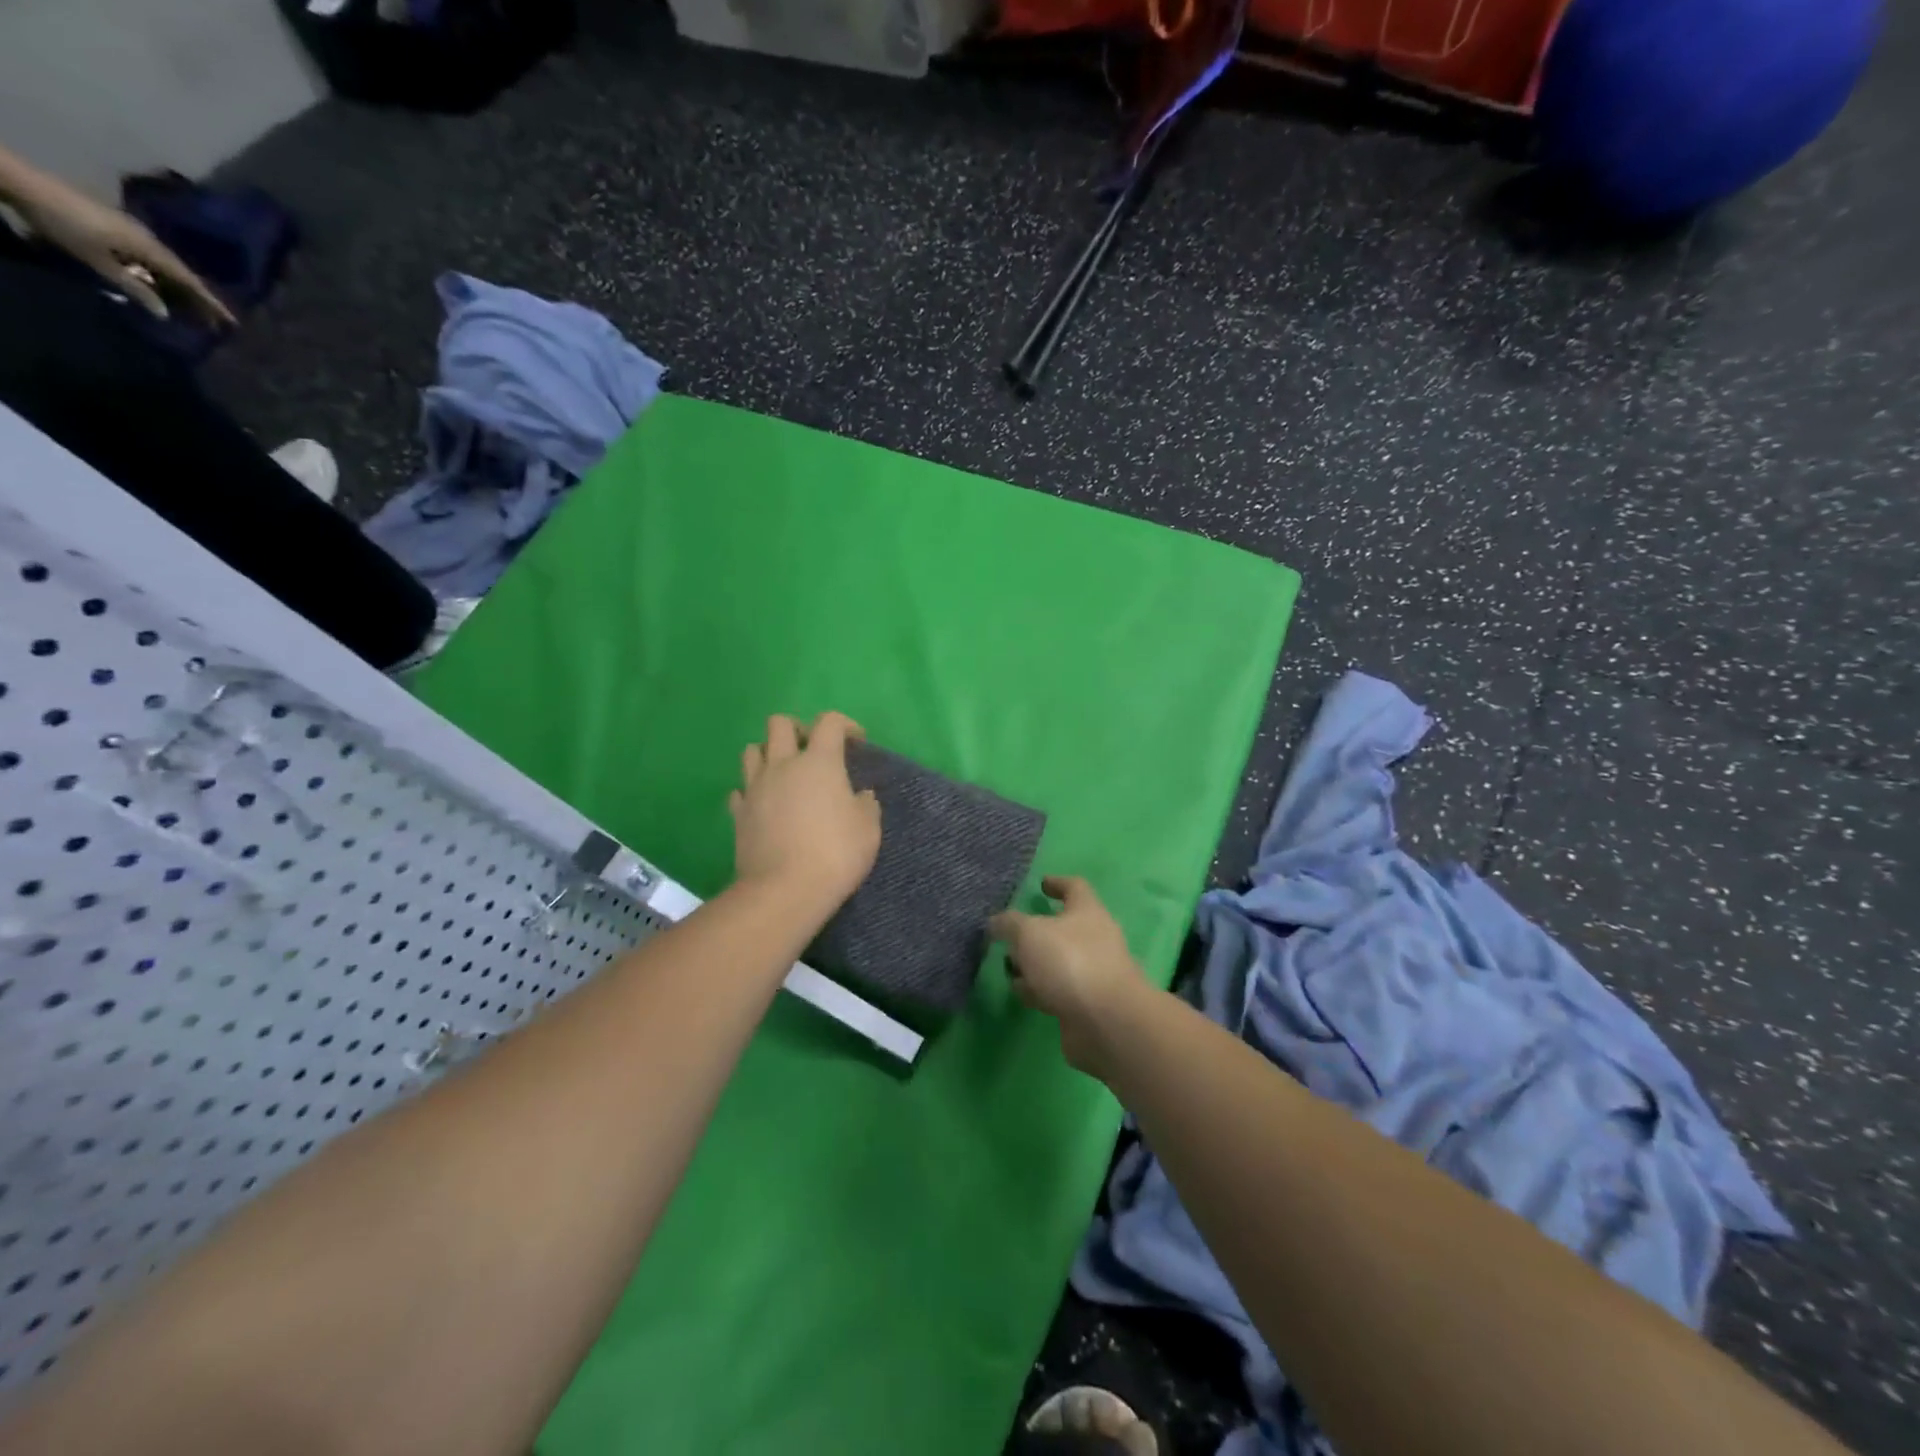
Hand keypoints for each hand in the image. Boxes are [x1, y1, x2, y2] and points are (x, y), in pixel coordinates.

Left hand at [14, 172, 235, 326]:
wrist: (25, 184)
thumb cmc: (65, 225)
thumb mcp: (99, 262)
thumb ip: (134, 288)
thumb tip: (164, 313)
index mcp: (150, 249)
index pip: (191, 281)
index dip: (212, 303)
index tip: (232, 322)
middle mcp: (149, 239)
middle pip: (182, 273)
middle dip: (200, 297)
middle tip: (214, 319)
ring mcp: (133, 230)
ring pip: (166, 264)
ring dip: (180, 285)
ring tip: (190, 305)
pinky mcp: (118, 226)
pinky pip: (150, 256)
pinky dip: (161, 273)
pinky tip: (159, 282)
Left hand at [730, 712, 880, 923]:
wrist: (784, 891)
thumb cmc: (835, 853)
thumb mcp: (868, 829)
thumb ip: (865, 805)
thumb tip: (859, 796)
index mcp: (819, 761)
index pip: (829, 722)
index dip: (845, 724)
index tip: (857, 742)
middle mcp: (783, 765)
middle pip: (779, 723)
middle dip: (798, 729)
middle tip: (812, 751)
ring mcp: (755, 788)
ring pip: (752, 750)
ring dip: (769, 754)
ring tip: (785, 774)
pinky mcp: (738, 814)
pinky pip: (741, 789)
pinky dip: (752, 791)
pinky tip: (765, 805)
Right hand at [990, 876, 1149, 1077]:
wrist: (1106, 1022)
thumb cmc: (1070, 962)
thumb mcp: (1029, 933)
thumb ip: (1008, 924)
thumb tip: (996, 923)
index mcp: (1088, 911)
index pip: (1074, 887)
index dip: (1057, 883)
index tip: (1041, 884)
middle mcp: (1095, 939)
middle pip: (1063, 928)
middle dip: (1036, 932)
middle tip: (1011, 936)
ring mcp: (1093, 973)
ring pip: (1058, 962)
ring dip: (1035, 965)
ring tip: (1009, 969)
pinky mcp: (1087, 1005)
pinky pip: (1058, 990)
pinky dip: (1040, 990)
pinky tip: (1023, 995)